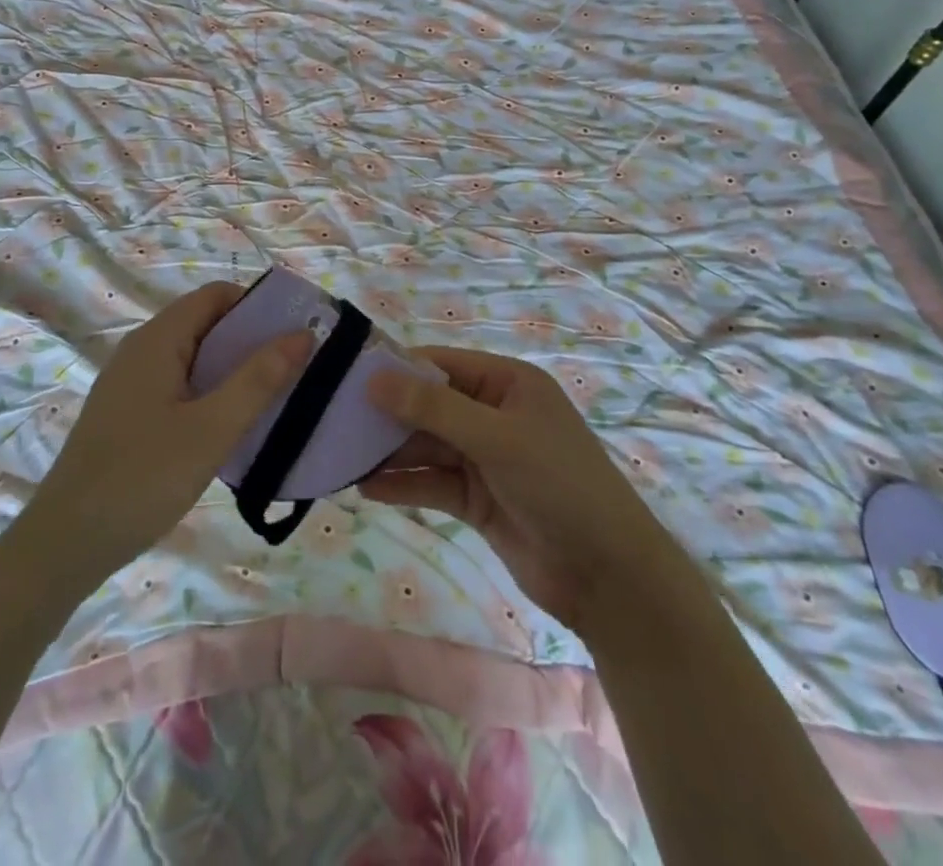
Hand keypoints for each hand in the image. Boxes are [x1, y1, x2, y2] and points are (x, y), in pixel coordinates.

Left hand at [21, 282, 308, 588]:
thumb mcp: (211, 429)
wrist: (65, 544)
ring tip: (274, 397)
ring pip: (193, 359)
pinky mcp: (128, 414)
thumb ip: (258, 379)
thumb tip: (303, 333)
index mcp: (158, 340)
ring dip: (233, 370)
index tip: (296, 334)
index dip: (258, 306)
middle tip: (295, 369)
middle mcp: (141, 350)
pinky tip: (230, 426)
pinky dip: (210, 393)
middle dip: (251, 340)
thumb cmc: (142, 478)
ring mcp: (131, 383)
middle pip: (205, 324)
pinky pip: (179, 386)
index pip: (216, 296)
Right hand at [361, 348, 662, 635]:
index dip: (396, 369)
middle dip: (387, 415)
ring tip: (341, 456)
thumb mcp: (496, 438)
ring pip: (427, 446)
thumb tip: (374, 378)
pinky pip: (432, 483)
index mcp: (506, 383)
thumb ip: (434, 409)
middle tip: (335, 421)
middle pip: (429, 406)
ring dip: (390, 453)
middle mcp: (492, 413)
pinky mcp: (477, 498)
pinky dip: (404, 485)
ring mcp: (484, 458)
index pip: (440, 364)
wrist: (607, 577)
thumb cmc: (559, 485)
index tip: (347, 378)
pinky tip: (367, 489)